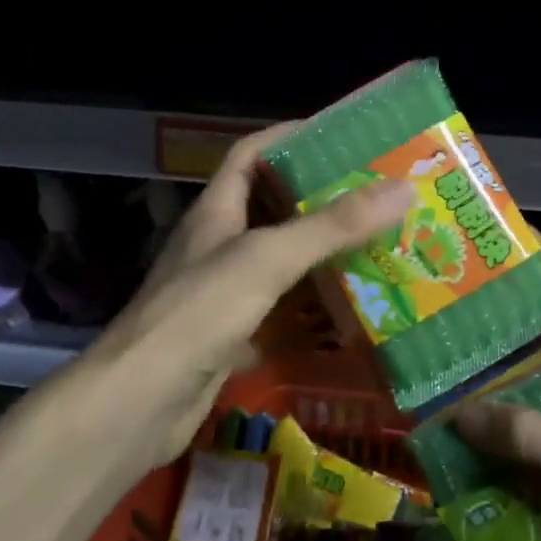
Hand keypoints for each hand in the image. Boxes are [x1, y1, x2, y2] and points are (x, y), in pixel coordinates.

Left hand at [90, 123, 412, 471]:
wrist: (139, 403)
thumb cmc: (198, 313)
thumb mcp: (266, 258)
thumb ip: (331, 226)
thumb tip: (401, 188)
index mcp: (217, 211)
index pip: (251, 154)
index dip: (290, 137)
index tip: (342, 137)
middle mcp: (220, 246)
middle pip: (274, 211)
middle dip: (324, 204)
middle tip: (381, 201)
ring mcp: (225, 295)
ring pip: (282, 267)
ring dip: (324, 261)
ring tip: (382, 254)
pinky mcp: (233, 339)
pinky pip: (282, 317)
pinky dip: (314, 317)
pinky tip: (354, 320)